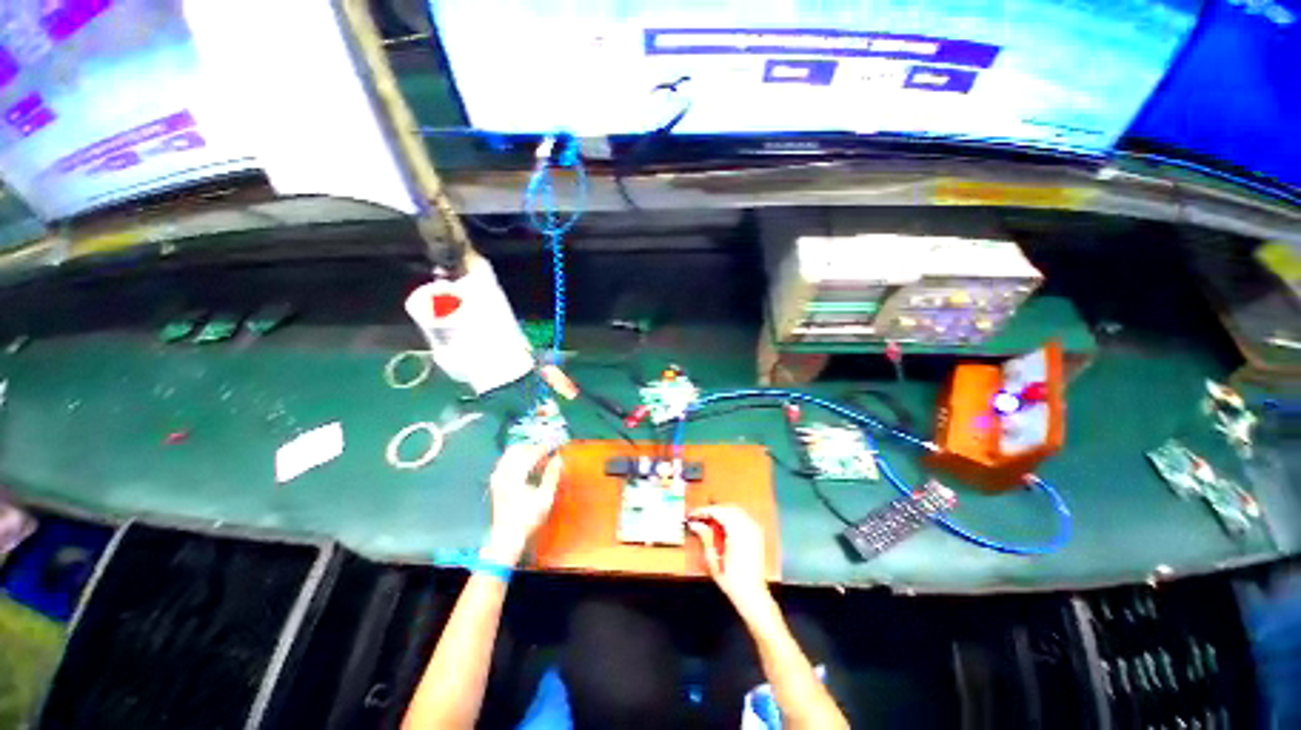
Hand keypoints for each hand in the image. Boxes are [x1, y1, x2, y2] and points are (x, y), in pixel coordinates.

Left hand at [483, 444, 562, 564]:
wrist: (506, 537)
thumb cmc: (528, 518)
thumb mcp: (545, 498)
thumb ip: (551, 475)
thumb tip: (558, 459)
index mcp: (515, 475)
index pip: (529, 453)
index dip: (543, 448)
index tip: (554, 446)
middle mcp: (503, 473)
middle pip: (516, 450)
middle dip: (532, 448)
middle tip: (546, 452)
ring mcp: (497, 478)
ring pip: (509, 455)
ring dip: (524, 453)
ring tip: (539, 460)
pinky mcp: (495, 484)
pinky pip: (505, 463)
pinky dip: (517, 461)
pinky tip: (526, 469)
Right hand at [687, 505, 771, 614]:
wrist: (752, 595)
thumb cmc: (731, 580)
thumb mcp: (714, 559)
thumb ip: (705, 536)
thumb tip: (694, 524)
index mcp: (738, 533)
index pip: (719, 512)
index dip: (703, 511)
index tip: (692, 514)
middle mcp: (748, 527)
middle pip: (728, 508)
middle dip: (712, 510)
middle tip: (699, 517)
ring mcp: (755, 529)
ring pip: (735, 510)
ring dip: (721, 513)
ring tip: (708, 521)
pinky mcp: (757, 533)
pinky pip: (742, 517)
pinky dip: (730, 517)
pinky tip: (721, 526)